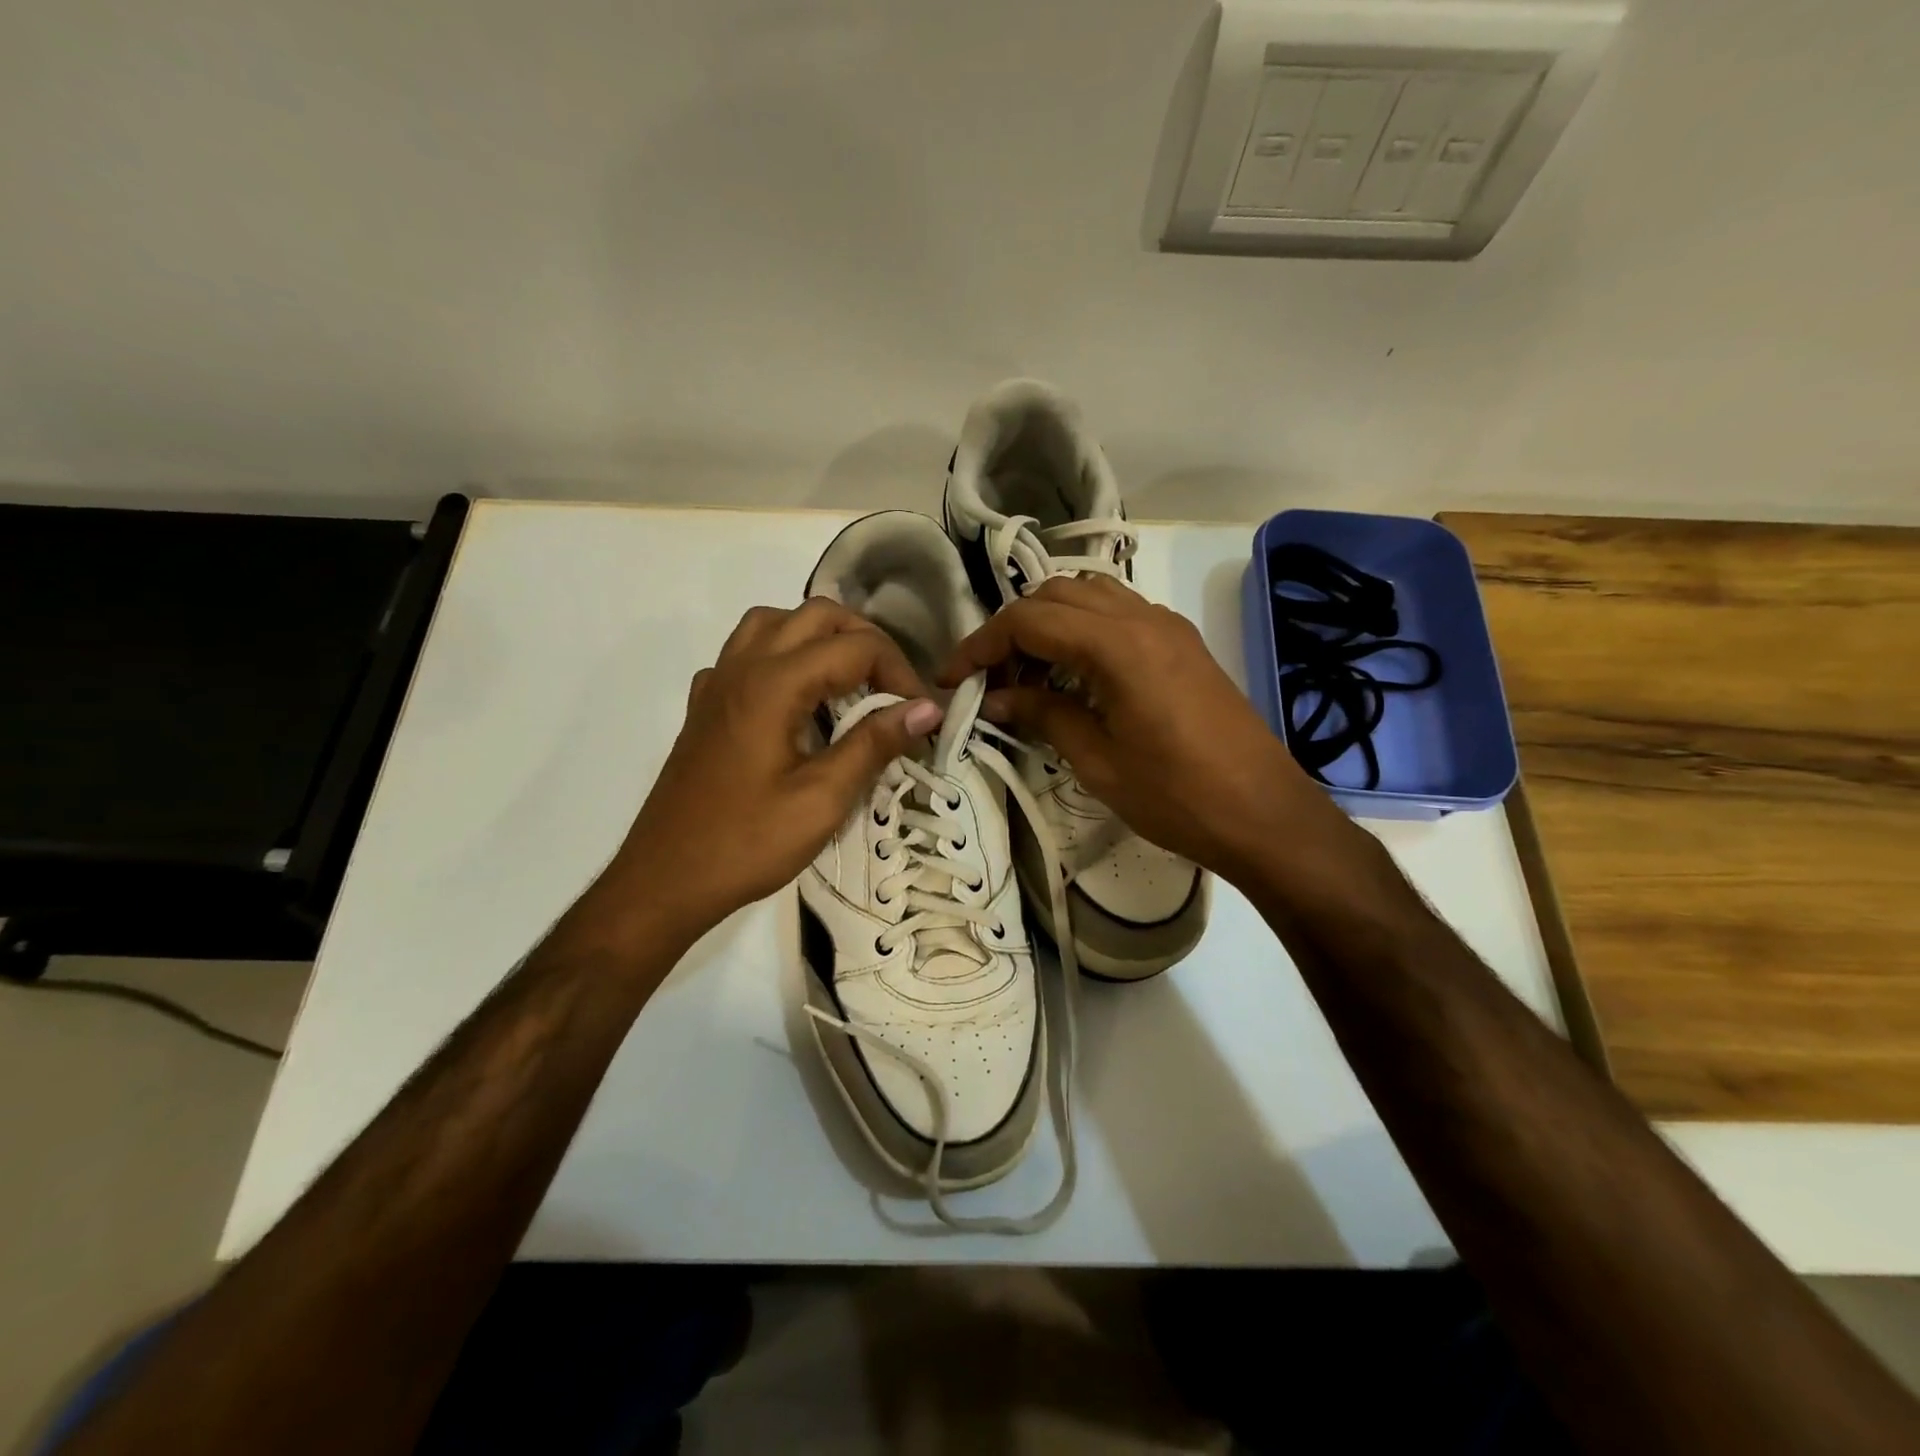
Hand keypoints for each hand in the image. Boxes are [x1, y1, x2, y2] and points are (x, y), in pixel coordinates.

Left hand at [589, 600, 943, 945]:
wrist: (665, 879)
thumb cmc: (747, 843)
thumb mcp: (823, 798)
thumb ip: (874, 744)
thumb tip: (927, 708)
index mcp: (774, 684)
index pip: (855, 647)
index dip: (899, 672)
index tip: (920, 714)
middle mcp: (743, 667)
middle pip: (815, 615)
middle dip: (865, 641)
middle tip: (893, 689)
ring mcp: (717, 683)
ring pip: (774, 623)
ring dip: (820, 638)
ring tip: (848, 681)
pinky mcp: (704, 706)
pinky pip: (744, 654)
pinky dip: (780, 657)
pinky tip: (794, 699)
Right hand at [938, 576, 1326, 880]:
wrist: (1265, 814)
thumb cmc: (1178, 796)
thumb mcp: (1098, 761)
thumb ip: (1044, 716)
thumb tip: (996, 699)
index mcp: (1118, 644)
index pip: (1029, 620)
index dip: (982, 646)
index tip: (953, 679)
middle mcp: (1143, 618)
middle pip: (1056, 596)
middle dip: (1013, 630)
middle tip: (993, 681)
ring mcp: (1168, 627)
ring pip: (1090, 597)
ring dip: (1049, 625)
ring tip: (1029, 676)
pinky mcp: (1183, 645)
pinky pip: (1119, 616)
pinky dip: (1084, 631)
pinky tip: (1075, 676)